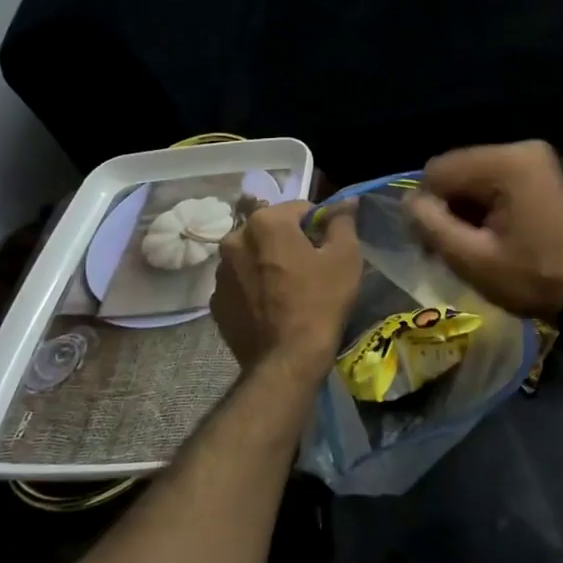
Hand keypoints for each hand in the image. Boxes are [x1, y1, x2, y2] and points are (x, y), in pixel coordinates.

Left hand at [212, 201, 361, 370]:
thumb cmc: (321, 302)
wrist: (287, 361)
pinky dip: (255, 288)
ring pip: (253, 256)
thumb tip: (346, 201)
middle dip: (290, 242)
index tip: (330, 249)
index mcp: (265, 222)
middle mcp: (234, 239)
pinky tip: (273, 308)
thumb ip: (343, 221)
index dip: (320, 226)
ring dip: (269, 264)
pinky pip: (241, 284)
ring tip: (290, 291)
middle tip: (312, 270)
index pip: (300, 208)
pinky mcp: (216, 302)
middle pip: (271, 230)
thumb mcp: (345, 257)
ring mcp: (220, 273)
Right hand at [406, 141, 562, 320]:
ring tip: (471, 246)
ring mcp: (533, 160)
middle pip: (456, 171)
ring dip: (464, 210)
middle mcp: (520, 150)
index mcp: (505, 163)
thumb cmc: (530, 278)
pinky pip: (493, 182)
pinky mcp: (539, 174)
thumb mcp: (471, 259)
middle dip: (447, 208)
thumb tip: (409, 202)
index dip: (428, 207)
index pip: (438, 171)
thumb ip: (431, 224)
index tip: (435, 244)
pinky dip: (483, 207)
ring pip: (472, 178)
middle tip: (452, 249)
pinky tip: (488, 236)